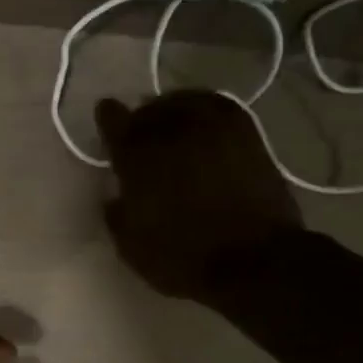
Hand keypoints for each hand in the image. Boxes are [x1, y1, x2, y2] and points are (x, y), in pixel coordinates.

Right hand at [96, 92, 302, 301]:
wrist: (254, 261)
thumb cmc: (184, 258)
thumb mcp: (132, 247)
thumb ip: (117, 214)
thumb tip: (116, 196)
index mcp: (137, 156)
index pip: (113, 119)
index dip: (108, 119)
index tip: (107, 121)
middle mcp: (171, 130)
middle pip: (149, 108)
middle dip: (140, 119)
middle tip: (140, 134)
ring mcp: (212, 125)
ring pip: (183, 101)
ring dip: (172, 110)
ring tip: (172, 123)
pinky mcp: (245, 131)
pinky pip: (217, 105)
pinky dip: (204, 109)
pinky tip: (203, 123)